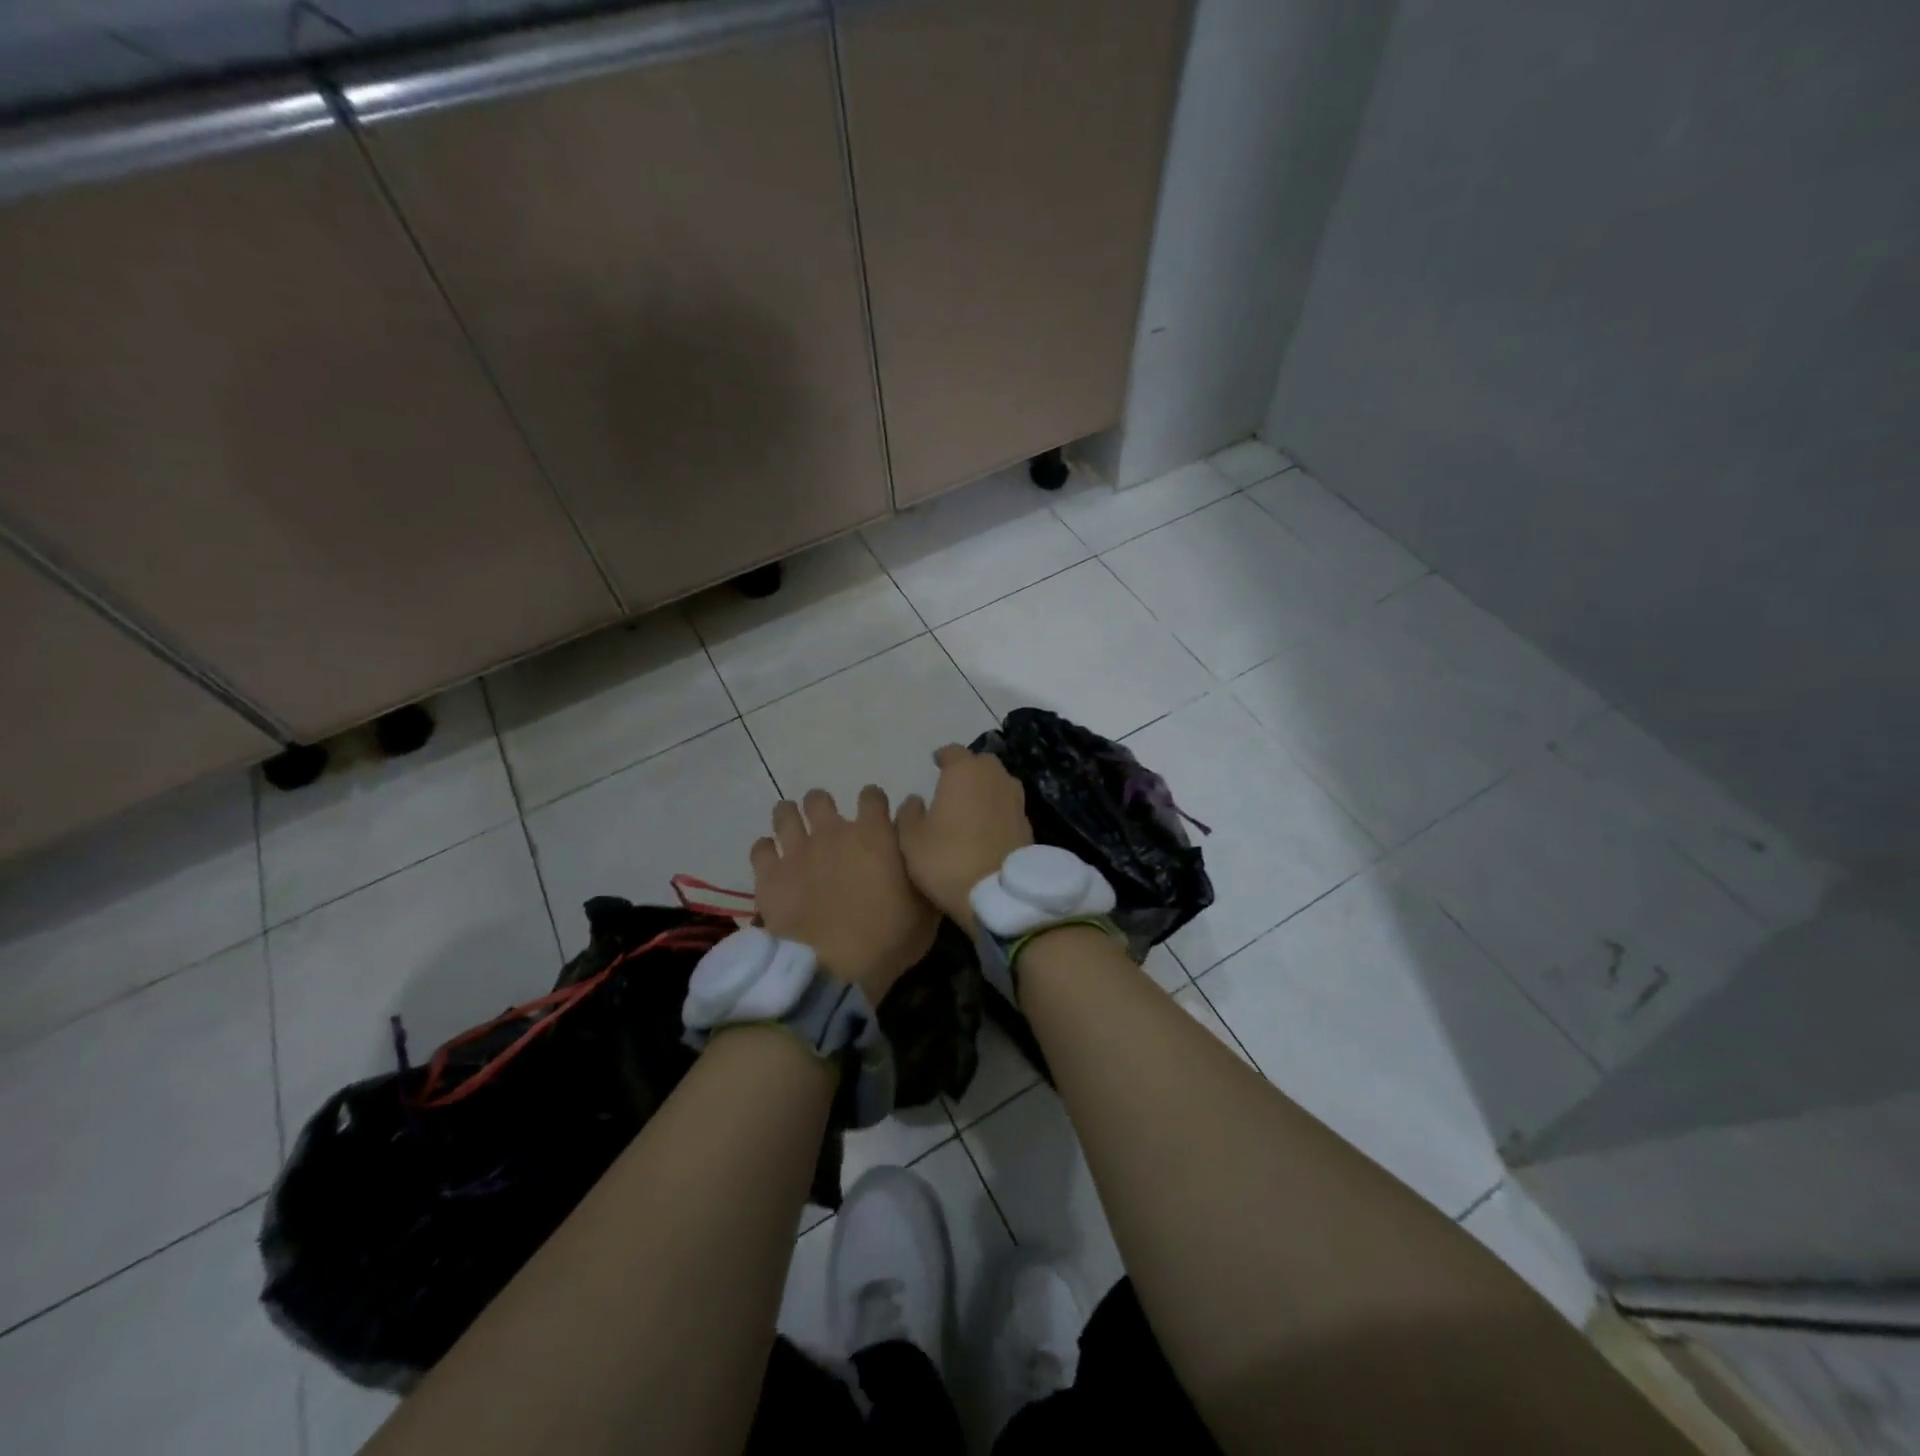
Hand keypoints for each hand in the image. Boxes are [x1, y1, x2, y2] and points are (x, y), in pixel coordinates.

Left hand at [750, 786, 937, 1005]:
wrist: (833, 970)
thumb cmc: (888, 940)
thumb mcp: (925, 906)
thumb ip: (921, 866)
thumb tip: (921, 838)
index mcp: (874, 834)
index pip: (872, 796)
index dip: (874, 803)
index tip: (876, 817)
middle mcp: (832, 832)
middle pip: (820, 798)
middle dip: (823, 807)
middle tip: (829, 830)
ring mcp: (797, 851)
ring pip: (785, 813)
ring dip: (790, 819)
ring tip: (795, 835)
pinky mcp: (769, 875)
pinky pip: (760, 848)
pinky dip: (767, 852)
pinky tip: (774, 864)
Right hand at [896, 745, 1033, 936]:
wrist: (998, 894)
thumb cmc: (947, 860)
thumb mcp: (912, 839)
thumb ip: (909, 813)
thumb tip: (915, 801)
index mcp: (964, 772)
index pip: (953, 752)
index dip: (943, 756)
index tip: (935, 762)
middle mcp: (995, 778)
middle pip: (982, 763)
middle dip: (968, 769)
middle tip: (953, 783)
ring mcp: (1016, 800)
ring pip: (999, 783)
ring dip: (986, 788)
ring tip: (971, 803)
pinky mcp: (1028, 824)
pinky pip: (1009, 807)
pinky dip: (998, 810)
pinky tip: (987, 826)